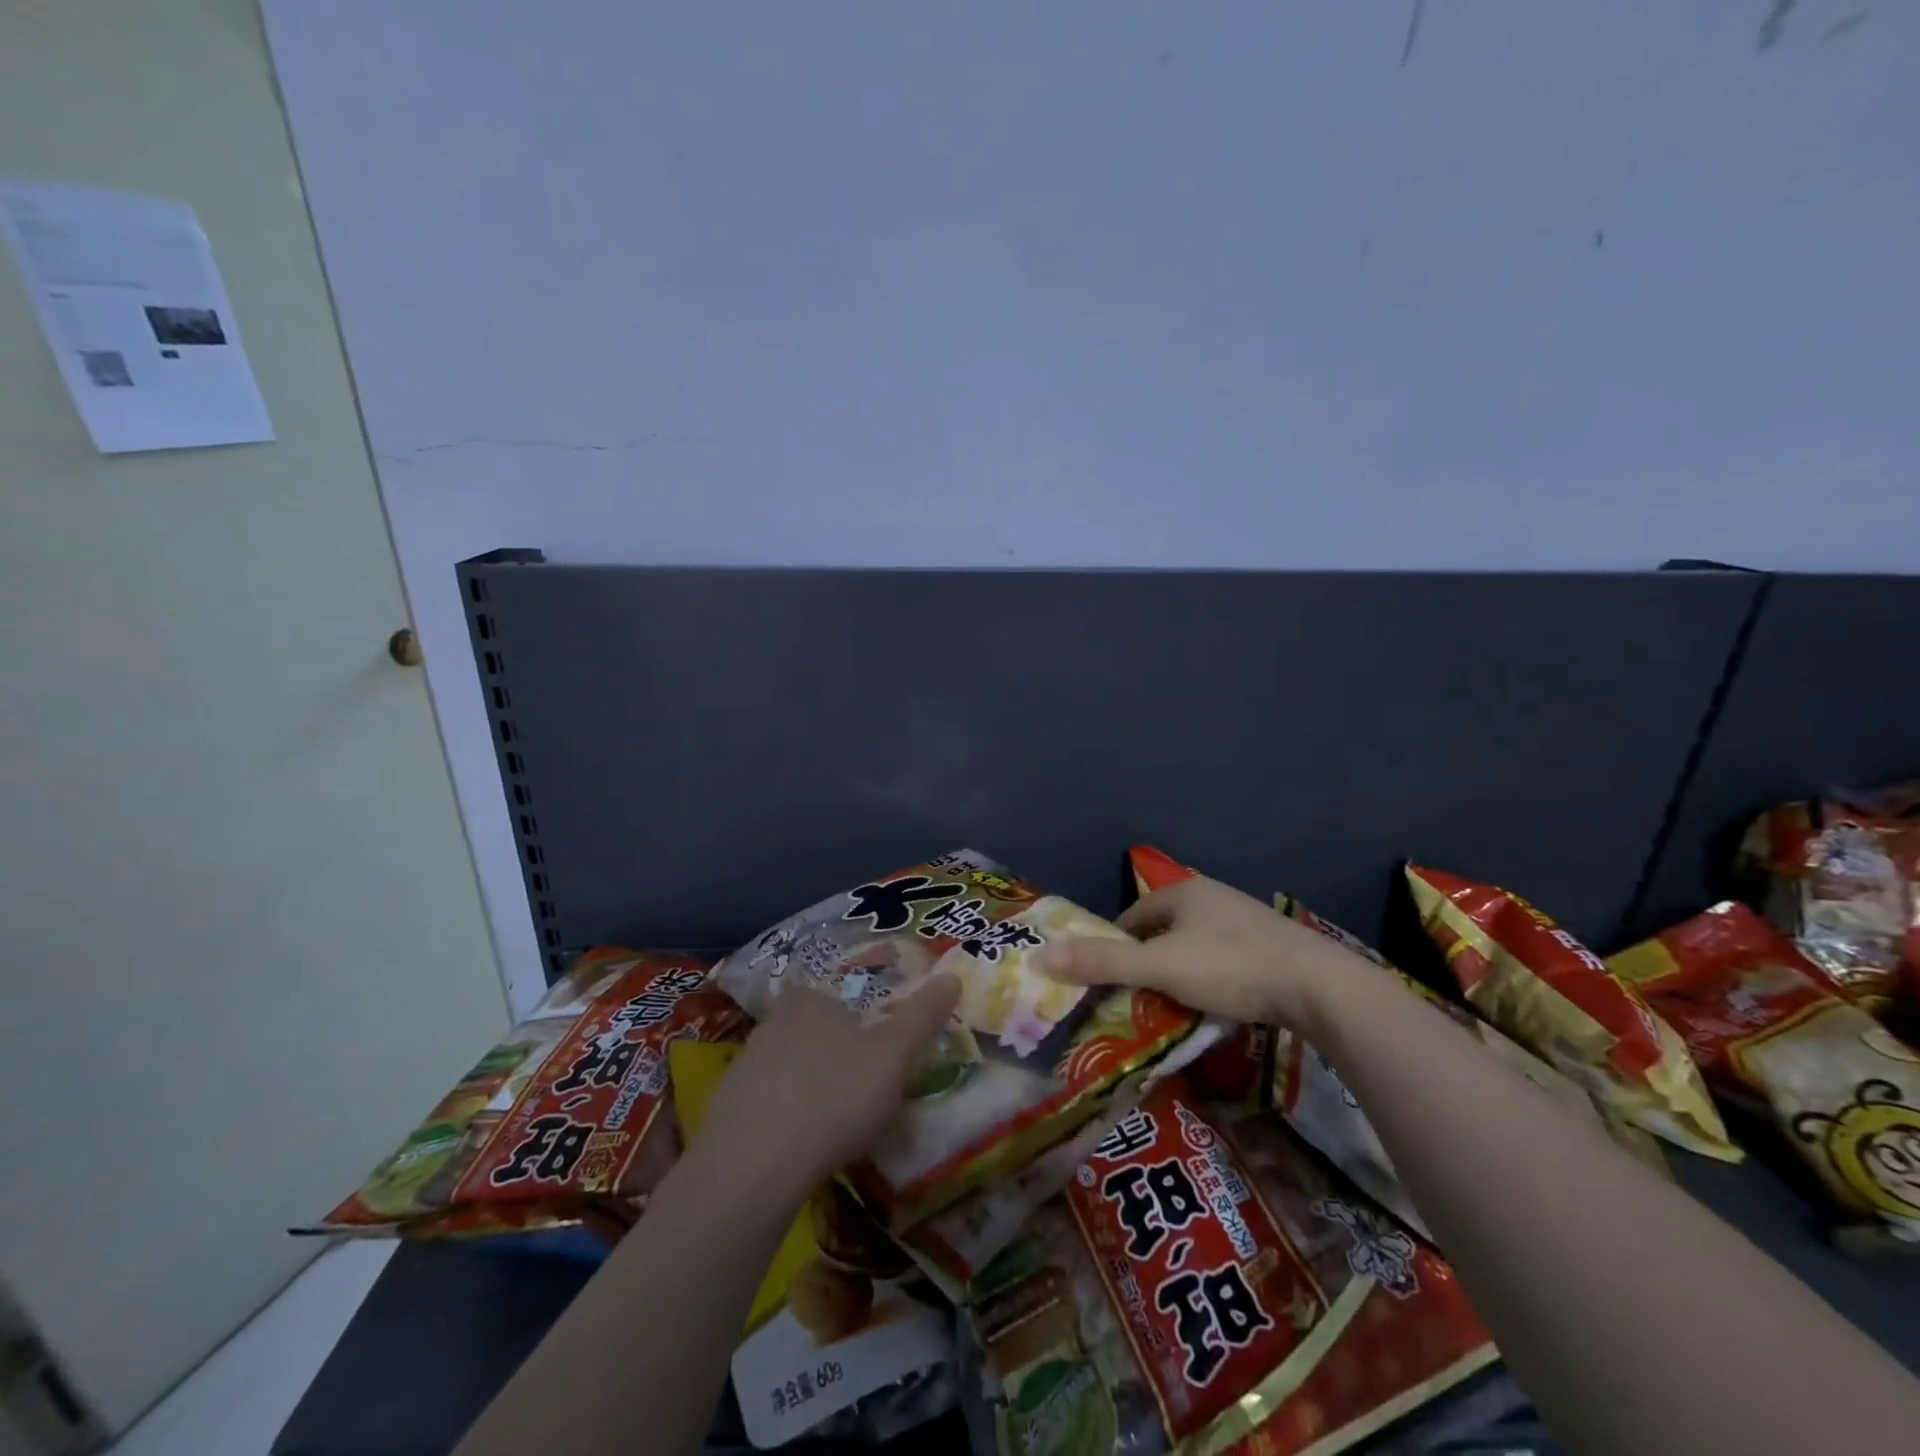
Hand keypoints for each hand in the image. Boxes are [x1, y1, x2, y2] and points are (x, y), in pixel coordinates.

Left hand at [698, 973, 962, 1189]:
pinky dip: (785, 1120)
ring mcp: (743, 1065)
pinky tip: (800, 1149)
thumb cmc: (834, 1097)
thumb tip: (952, 976)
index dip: (860, 1024)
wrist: (752, 1167)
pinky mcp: (725, 1109)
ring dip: (809, 1090)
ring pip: (789, 1069)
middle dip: (836, 1057)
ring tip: (834, 1127)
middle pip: (813, 1032)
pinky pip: (766, 1105)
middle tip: (862, 1093)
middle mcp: (772, 1022)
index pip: (837, 998)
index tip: (877, 1056)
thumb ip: (922, 1017)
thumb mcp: (893, 1057)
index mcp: (810, 1000)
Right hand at [1036, 875, 1361, 1028]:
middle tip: (1136, 1000)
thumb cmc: (1231, 967)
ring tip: (1173, 1008)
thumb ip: (1102, 963)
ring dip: (1178, 973)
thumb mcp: (1160, 967)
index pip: (1131, 918)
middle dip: (1146, 963)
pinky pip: (1223, 960)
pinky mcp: (1271, 945)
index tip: (1106, 983)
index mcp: (1183, 891)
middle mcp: (1212, 897)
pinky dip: (1210, 980)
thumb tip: (1040, 956)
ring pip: (1193, 947)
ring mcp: (1245, 919)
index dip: (1113, 948)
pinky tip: (1216, 1005)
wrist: (1321, 987)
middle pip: (1162, 932)